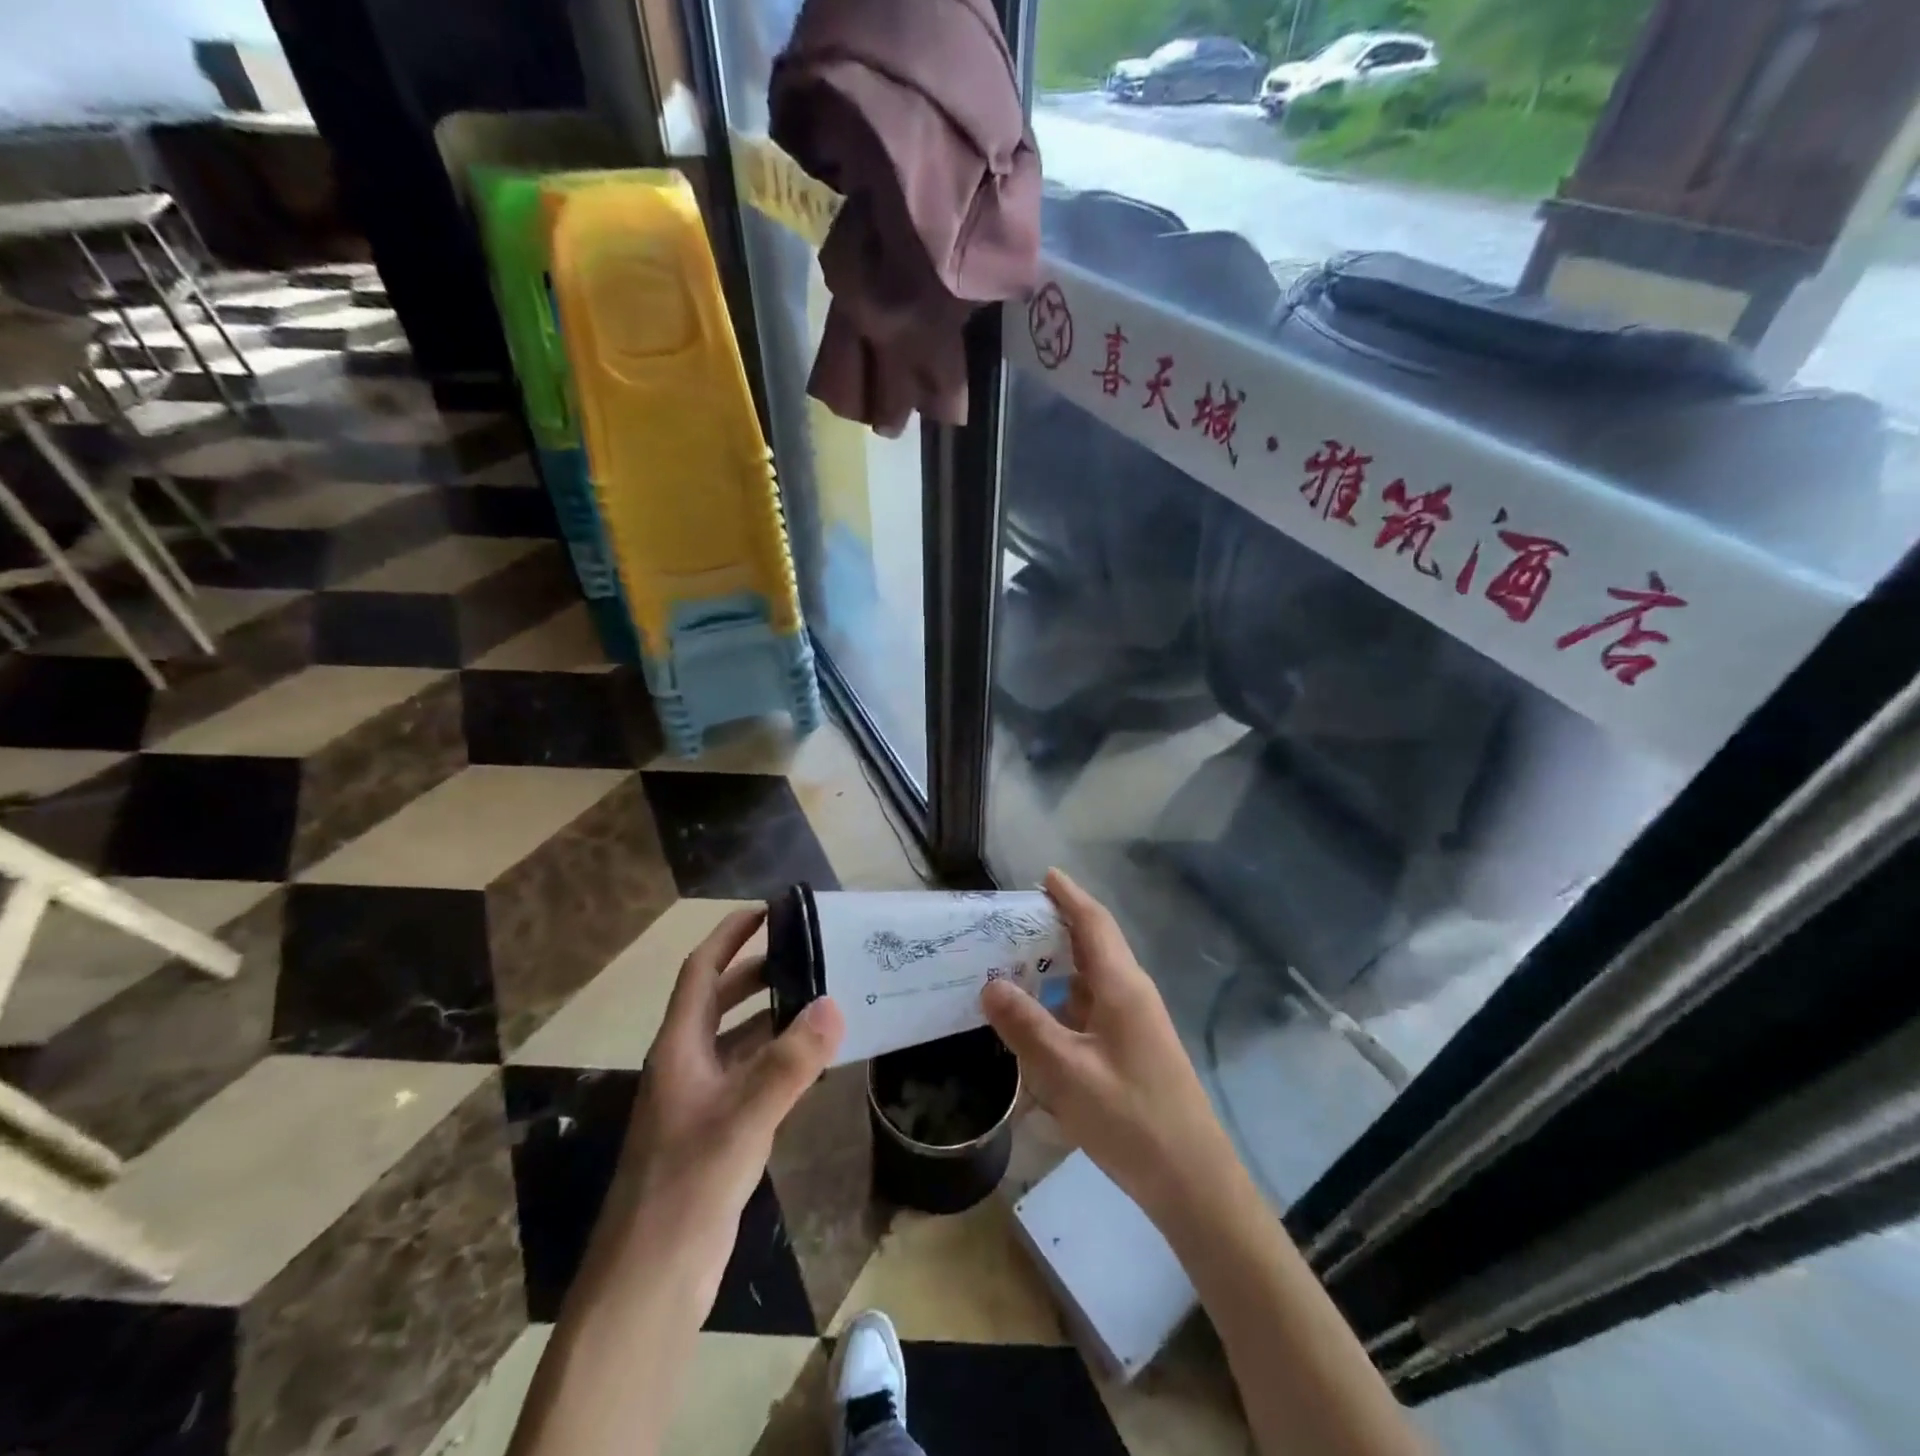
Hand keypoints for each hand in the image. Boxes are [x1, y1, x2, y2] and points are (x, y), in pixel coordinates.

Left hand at [613, 907, 843, 1285]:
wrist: (649, 1282)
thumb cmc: (686, 1188)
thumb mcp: (742, 1120)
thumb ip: (790, 1063)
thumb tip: (834, 1003)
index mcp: (679, 1049)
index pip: (701, 973)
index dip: (729, 937)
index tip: (766, 911)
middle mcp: (685, 1066)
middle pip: (719, 1002)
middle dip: (757, 972)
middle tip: (806, 954)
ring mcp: (698, 1102)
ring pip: (737, 1041)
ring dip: (771, 1017)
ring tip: (819, 1000)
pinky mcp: (714, 1134)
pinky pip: (749, 1078)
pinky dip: (777, 1060)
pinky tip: (811, 1065)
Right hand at [982, 870, 1241, 1226]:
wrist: (1192, 1180)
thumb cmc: (1130, 1117)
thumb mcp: (1067, 1072)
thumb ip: (1025, 1026)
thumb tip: (989, 983)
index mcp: (1121, 986)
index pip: (1093, 923)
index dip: (1069, 895)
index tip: (1044, 874)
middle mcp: (1131, 994)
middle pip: (1093, 945)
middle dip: (1056, 927)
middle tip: (1010, 922)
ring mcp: (1136, 1023)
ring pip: (1091, 980)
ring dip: (1057, 967)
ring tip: (1013, 964)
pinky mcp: (1133, 1049)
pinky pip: (1093, 1009)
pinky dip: (1064, 1002)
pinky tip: (1038, 1020)